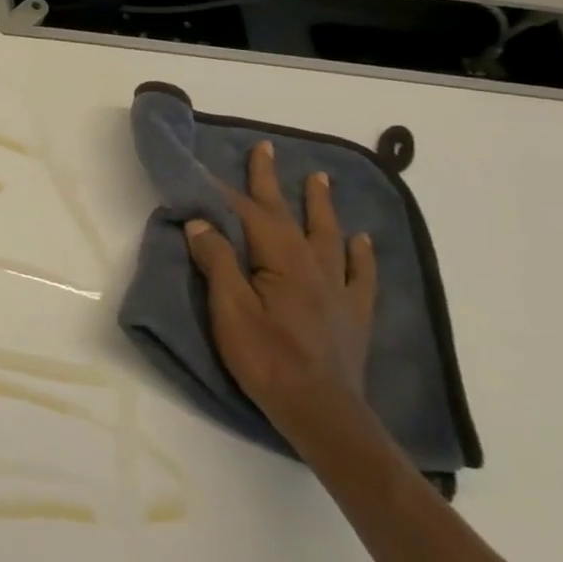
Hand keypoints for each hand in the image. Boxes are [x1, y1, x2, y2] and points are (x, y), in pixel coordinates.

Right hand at [182, 139, 377, 454]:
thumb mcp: (229, 310)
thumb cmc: (267, 359)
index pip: (249, 214)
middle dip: (272, 181)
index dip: (225, 191)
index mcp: (282, 261)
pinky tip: (361, 241)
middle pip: (288, 214)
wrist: (321, 412)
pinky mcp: (352, 314)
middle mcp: (314, 265)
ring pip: (328, 235)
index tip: (204, 170)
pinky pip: (360, 274)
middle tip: (267, 149)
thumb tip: (201, 222)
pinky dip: (360, 254)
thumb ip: (218, 262)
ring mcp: (338, 289)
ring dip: (320, 205)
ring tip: (319, 179)